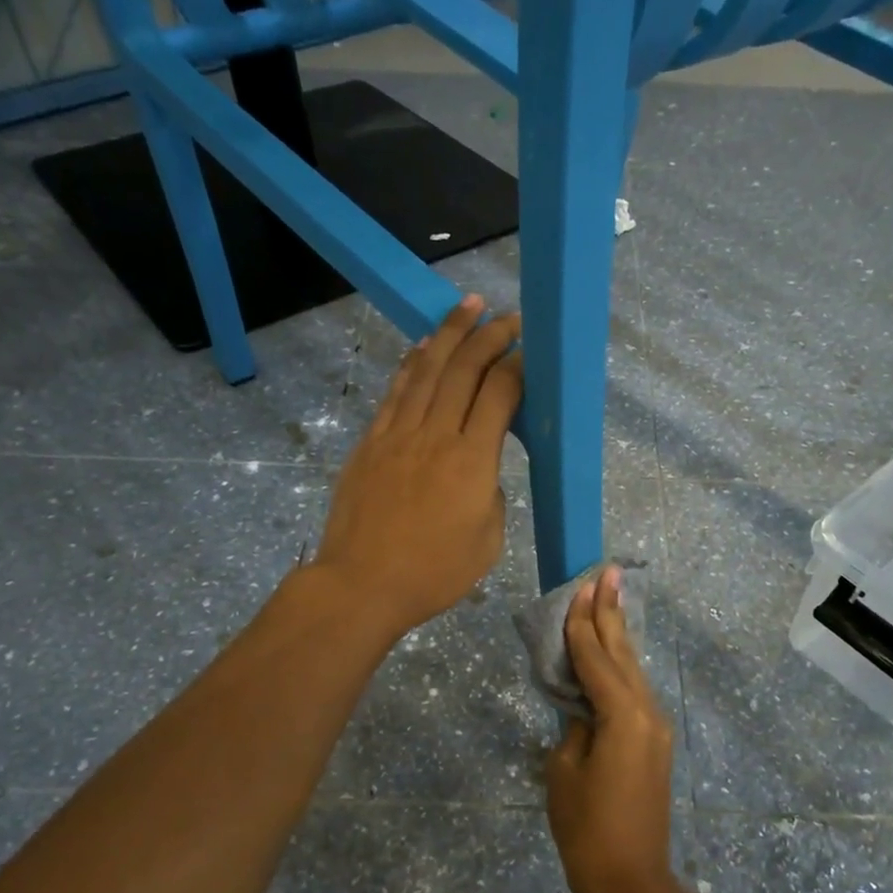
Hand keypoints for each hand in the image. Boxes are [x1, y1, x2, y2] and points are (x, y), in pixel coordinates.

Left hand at [312, 294, 522, 639]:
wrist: (362, 584)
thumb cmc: (433, 573)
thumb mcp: (487, 542)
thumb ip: (492, 495)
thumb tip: (481, 471)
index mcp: (472, 461)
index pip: (499, 395)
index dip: (517, 367)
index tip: (529, 350)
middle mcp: (436, 435)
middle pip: (464, 370)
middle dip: (489, 337)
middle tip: (507, 318)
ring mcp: (398, 434)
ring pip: (427, 370)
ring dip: (449, 334)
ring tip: (467, 307)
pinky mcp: (371, 442)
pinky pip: (395, 392)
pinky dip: (412, 364)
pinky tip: (422, 347)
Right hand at [543, 567, 675, 892]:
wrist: (630, 882)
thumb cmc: (587, 829)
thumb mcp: (564, 771)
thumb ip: (573, 728)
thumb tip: (583, 711)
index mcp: (623, 715)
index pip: (596, 658)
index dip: (583, 622)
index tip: (581, 586)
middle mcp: (647, 713)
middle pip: (623, 653)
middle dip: (612, 612)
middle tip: (609, 572)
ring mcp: (655, 728)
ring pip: (632, 670)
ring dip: (618, 636)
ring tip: (610, 599)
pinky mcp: (655, 744)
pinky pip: (634, 693)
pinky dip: (620, 667)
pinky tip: (613, 654)